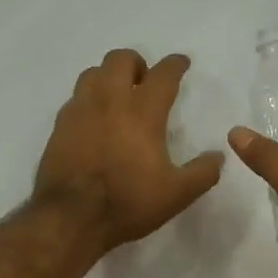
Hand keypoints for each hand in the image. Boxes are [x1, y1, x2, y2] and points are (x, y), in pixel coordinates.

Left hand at [34, 49, 223, 255]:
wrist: (70, 218)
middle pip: (120, 59)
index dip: (175, 64)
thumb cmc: (127, 202)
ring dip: (109, 76)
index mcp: (142, 112)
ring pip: (93, 73)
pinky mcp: (59, 126)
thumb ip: (202, 173)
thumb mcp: (176, 194)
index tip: (181, 63)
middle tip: (145, 82)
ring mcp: (80, 111)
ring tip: (117, 96)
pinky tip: (94, 119)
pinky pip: (75, 98)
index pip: (163, 74)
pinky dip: (89, 99)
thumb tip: (217, 157)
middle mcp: (109, 101)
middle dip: (137, 63)